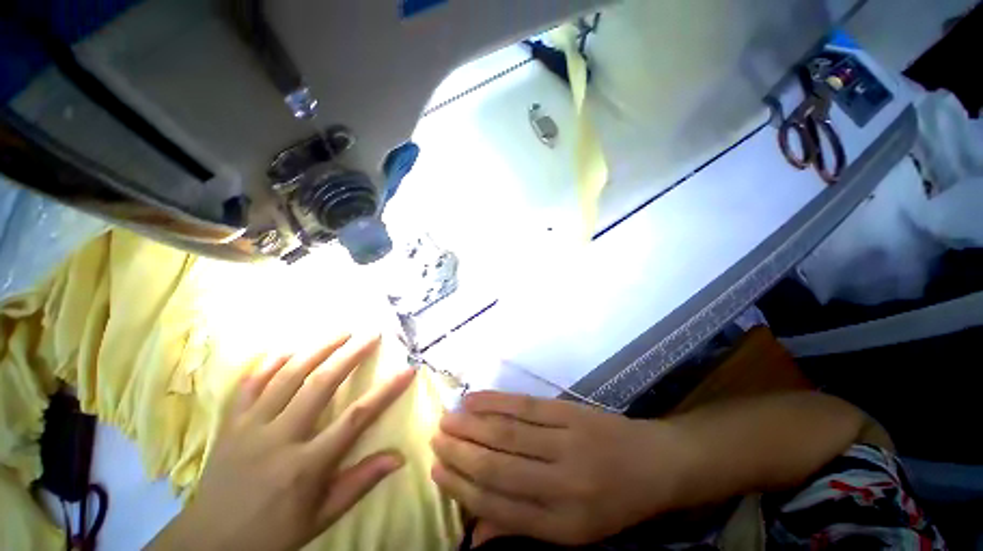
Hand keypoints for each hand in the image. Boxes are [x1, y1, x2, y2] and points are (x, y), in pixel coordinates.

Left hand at [147, 333, 415, 550]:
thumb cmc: (273, 532)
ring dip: (317, 350)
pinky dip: (270, 363)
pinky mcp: (230, 424)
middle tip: (371, 335)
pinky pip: (249, 385)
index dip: (386, 392)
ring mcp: (250, 428)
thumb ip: (359, 483)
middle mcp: (279, 439)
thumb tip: (399, 457)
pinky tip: (289, 348)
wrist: (209, 543)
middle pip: (321, 385)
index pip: (356, 419)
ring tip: (341, 332)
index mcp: (306, 466)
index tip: (407, 370)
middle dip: (351, 355)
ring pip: (287, 377)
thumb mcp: (320, 517)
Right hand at [430, 392, 688, 545]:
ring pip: (507, 433)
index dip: (462, 487)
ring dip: (472, 425)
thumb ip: (522, 527)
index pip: (498, 505)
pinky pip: (525, 406)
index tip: (437, 469)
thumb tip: (473, 535)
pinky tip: (475, 398)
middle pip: (497, 466)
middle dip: (460, 452)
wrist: (654, 462)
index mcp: (561, 523)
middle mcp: (561, 484)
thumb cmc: (613, 501)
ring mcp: (566, 443)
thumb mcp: (574, 530)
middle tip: (435, 438)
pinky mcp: (570, 413)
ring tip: (447, 418)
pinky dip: (496, 401)